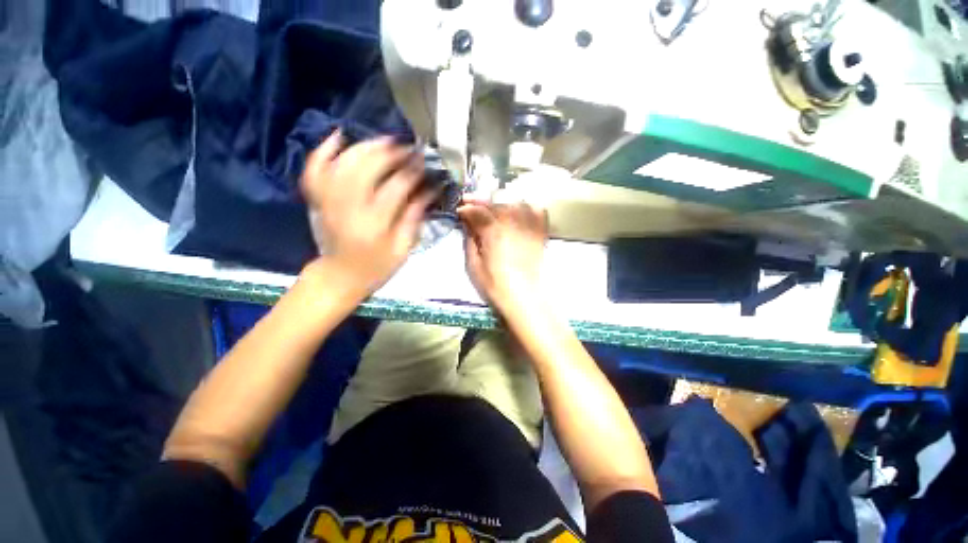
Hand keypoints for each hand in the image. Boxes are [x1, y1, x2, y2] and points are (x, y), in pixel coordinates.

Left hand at [300, 131, 436, 299]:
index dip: (413, 172)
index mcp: (374, 224)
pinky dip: (324, 149)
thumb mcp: (402, 249)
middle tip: (409, 148)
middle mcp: (347, 207)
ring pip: (344, 162)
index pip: (396, 187)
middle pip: (368, 167)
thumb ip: (414, 218)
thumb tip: (428, 191)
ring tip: (386, 141)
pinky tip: (340, 136)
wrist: (339, 276)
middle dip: (391, 153)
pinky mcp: (317, 199)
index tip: (426, 163)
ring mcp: (328, 200)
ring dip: (366, 146)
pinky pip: (314, 168)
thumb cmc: (375, 267)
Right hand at [458, 201, 547, 314]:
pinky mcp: (540, 232)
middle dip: (481, 202)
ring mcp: (529, 226)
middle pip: (495, 202)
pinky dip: (527, 207)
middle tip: (472, 206)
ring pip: (514, 202)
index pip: (477, 210)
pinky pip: (536, 210)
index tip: (460, 210)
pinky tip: (519, 212)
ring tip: (494, 211)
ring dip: (501, 203)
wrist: (524, 297)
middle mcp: (512, 222)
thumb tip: (466, 222)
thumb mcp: (473, 264)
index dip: (466, 208)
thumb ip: (470, 239)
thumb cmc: (495, 284)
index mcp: (493, 231)